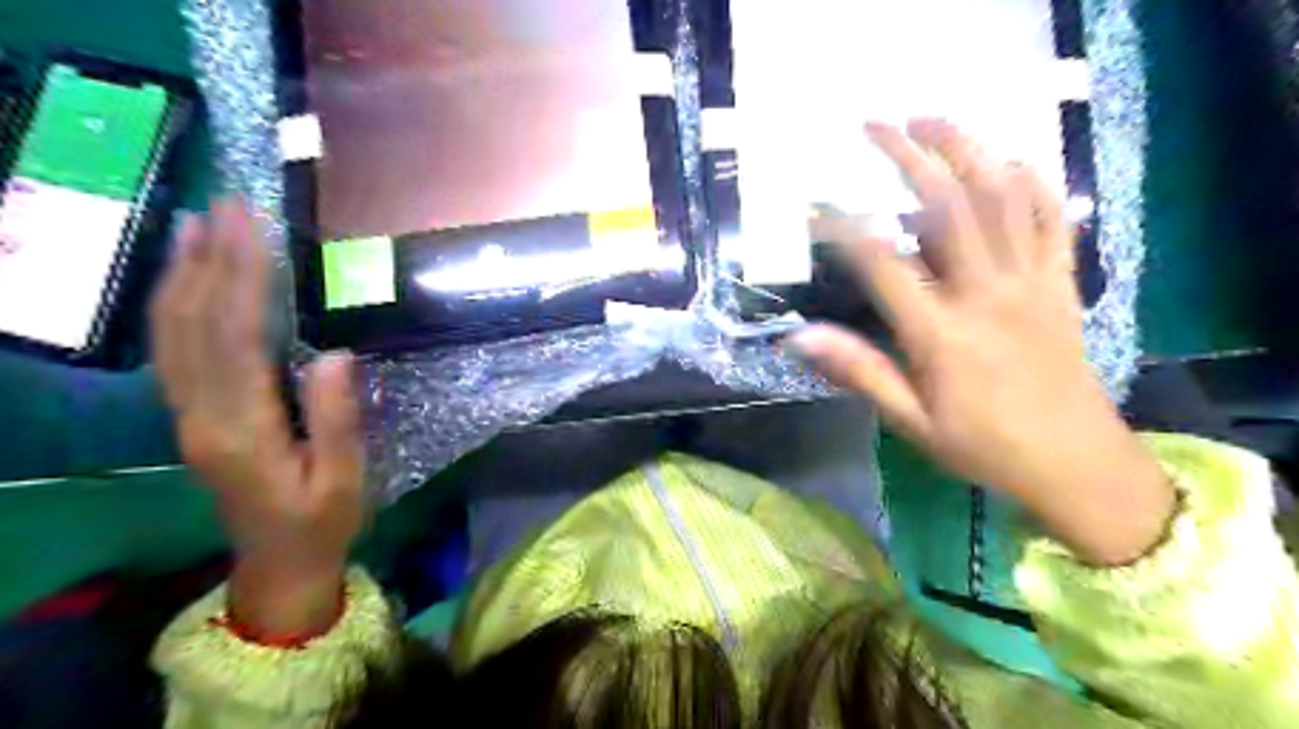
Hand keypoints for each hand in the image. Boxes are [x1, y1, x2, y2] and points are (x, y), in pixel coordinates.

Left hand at [152, 200, 363, 637]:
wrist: (277, 564)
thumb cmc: (322, 522)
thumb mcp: (344, 479)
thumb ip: (338, 418)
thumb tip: (335, 352)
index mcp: (242, 428)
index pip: (235, 336)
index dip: (241, 277)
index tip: (250, 226)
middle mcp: (200, 414)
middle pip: (193, 324)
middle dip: (208, 259)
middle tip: (224, 204)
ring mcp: (187, 415)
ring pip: (172, 333)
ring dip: (181, 273)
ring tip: (194, 224)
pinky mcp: (191, 416)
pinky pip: (173, 351)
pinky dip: (175, 305)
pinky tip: (186, 280)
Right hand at [792, 119, 1180, 566]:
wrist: (1076, 463)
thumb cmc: (983, 446)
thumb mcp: (911, 420)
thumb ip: (858, 371)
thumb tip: (799, 337)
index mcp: (942, 334)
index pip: (882, 263)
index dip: (844, 227)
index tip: (815, 204)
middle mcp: (987, 294)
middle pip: (948, 207)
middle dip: (909, 158)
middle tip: (876, 126)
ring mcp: (1031, 282)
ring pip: (1003, 198)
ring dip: (968, 150)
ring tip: (933, 120)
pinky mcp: (1061, 282)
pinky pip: (1051, 218)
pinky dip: (1030, 181)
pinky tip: (1006, 159)